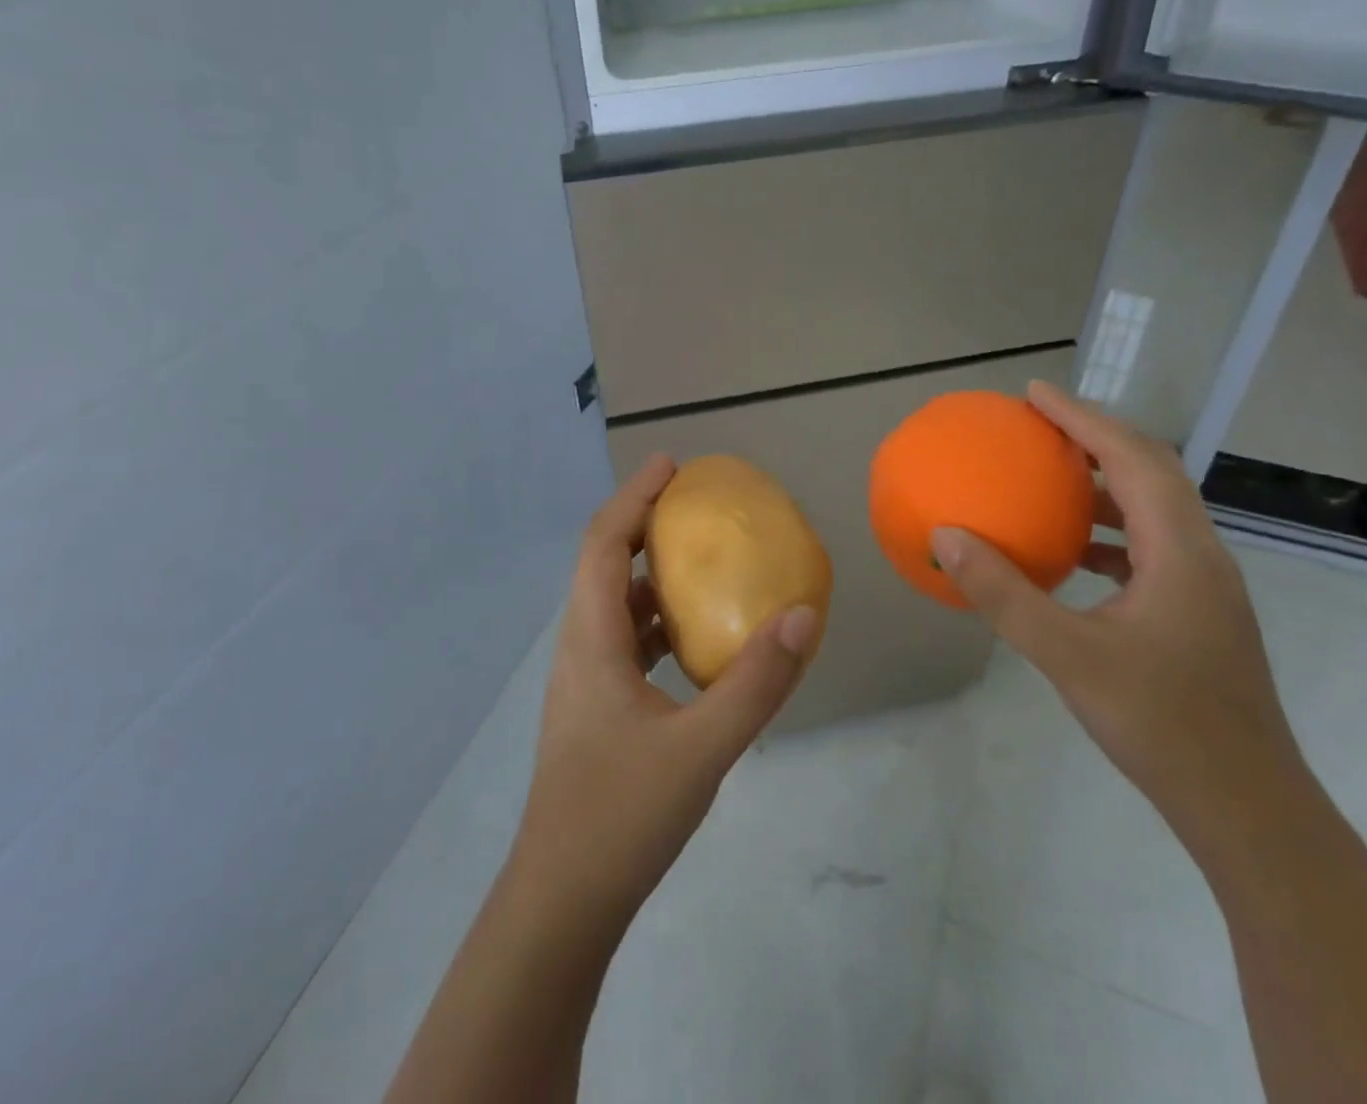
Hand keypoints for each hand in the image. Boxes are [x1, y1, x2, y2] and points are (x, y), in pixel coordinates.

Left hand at [511, 454, 820, 924]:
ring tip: (698, 555)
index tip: (672, 465)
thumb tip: (804, 616)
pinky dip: (656, 617)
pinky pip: (625, 639)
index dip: (634, 496)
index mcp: (591, 639)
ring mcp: (584, 680)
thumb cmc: (621, 817)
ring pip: (613, 603)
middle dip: (642, 522)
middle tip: (692, 501)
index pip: (603, 543)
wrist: (562, 902)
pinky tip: (695, 636)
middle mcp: (579, 647)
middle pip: (603, 563)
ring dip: (649, 571)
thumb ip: (756, 684)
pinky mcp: (596, 708)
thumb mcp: (701, 749)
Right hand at [928, 383, 1305, 844]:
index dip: (1083, 418)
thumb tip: (946, 538)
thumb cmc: (1162, 724)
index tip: (1034, 393)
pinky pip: (1149, 546)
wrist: (1248, 807)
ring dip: (1105, 480)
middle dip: (1096, 435)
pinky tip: (1072, 552)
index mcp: (1180, 551)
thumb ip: (1004, 594)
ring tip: (1052, 474)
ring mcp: (1204, 585)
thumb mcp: (1068, 656)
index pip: (1132, 458)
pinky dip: (1109, 529)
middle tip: (1040, 422)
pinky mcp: (1197, 612)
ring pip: (1155, 507)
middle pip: (1152, 470)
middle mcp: (1200, 555)